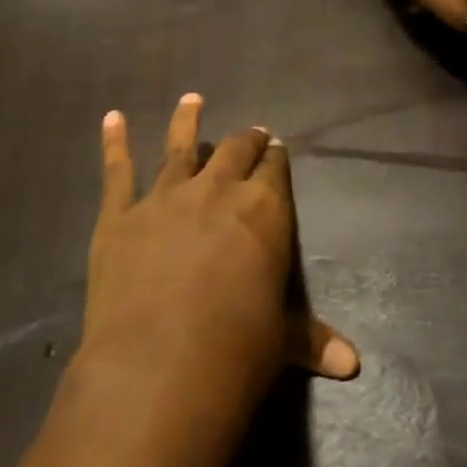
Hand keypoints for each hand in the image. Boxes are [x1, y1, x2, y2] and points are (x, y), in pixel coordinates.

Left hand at [83, 95, 358, 416]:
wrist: (159, 368)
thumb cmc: (237, 350)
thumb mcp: (282, 340)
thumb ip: (312, 339)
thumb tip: (354, 364)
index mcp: (263, 209)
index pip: (274, 169)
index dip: (276, 158)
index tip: (276, 149)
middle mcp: (217, 190)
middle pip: (236, 151)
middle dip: (246, 140)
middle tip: (251, 133)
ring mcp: (165, 198)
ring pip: (180, 147)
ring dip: (187, 121)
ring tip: (191, 99)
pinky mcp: (120, 216)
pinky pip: (117, 172)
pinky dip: (114, 143)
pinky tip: (112, 119)